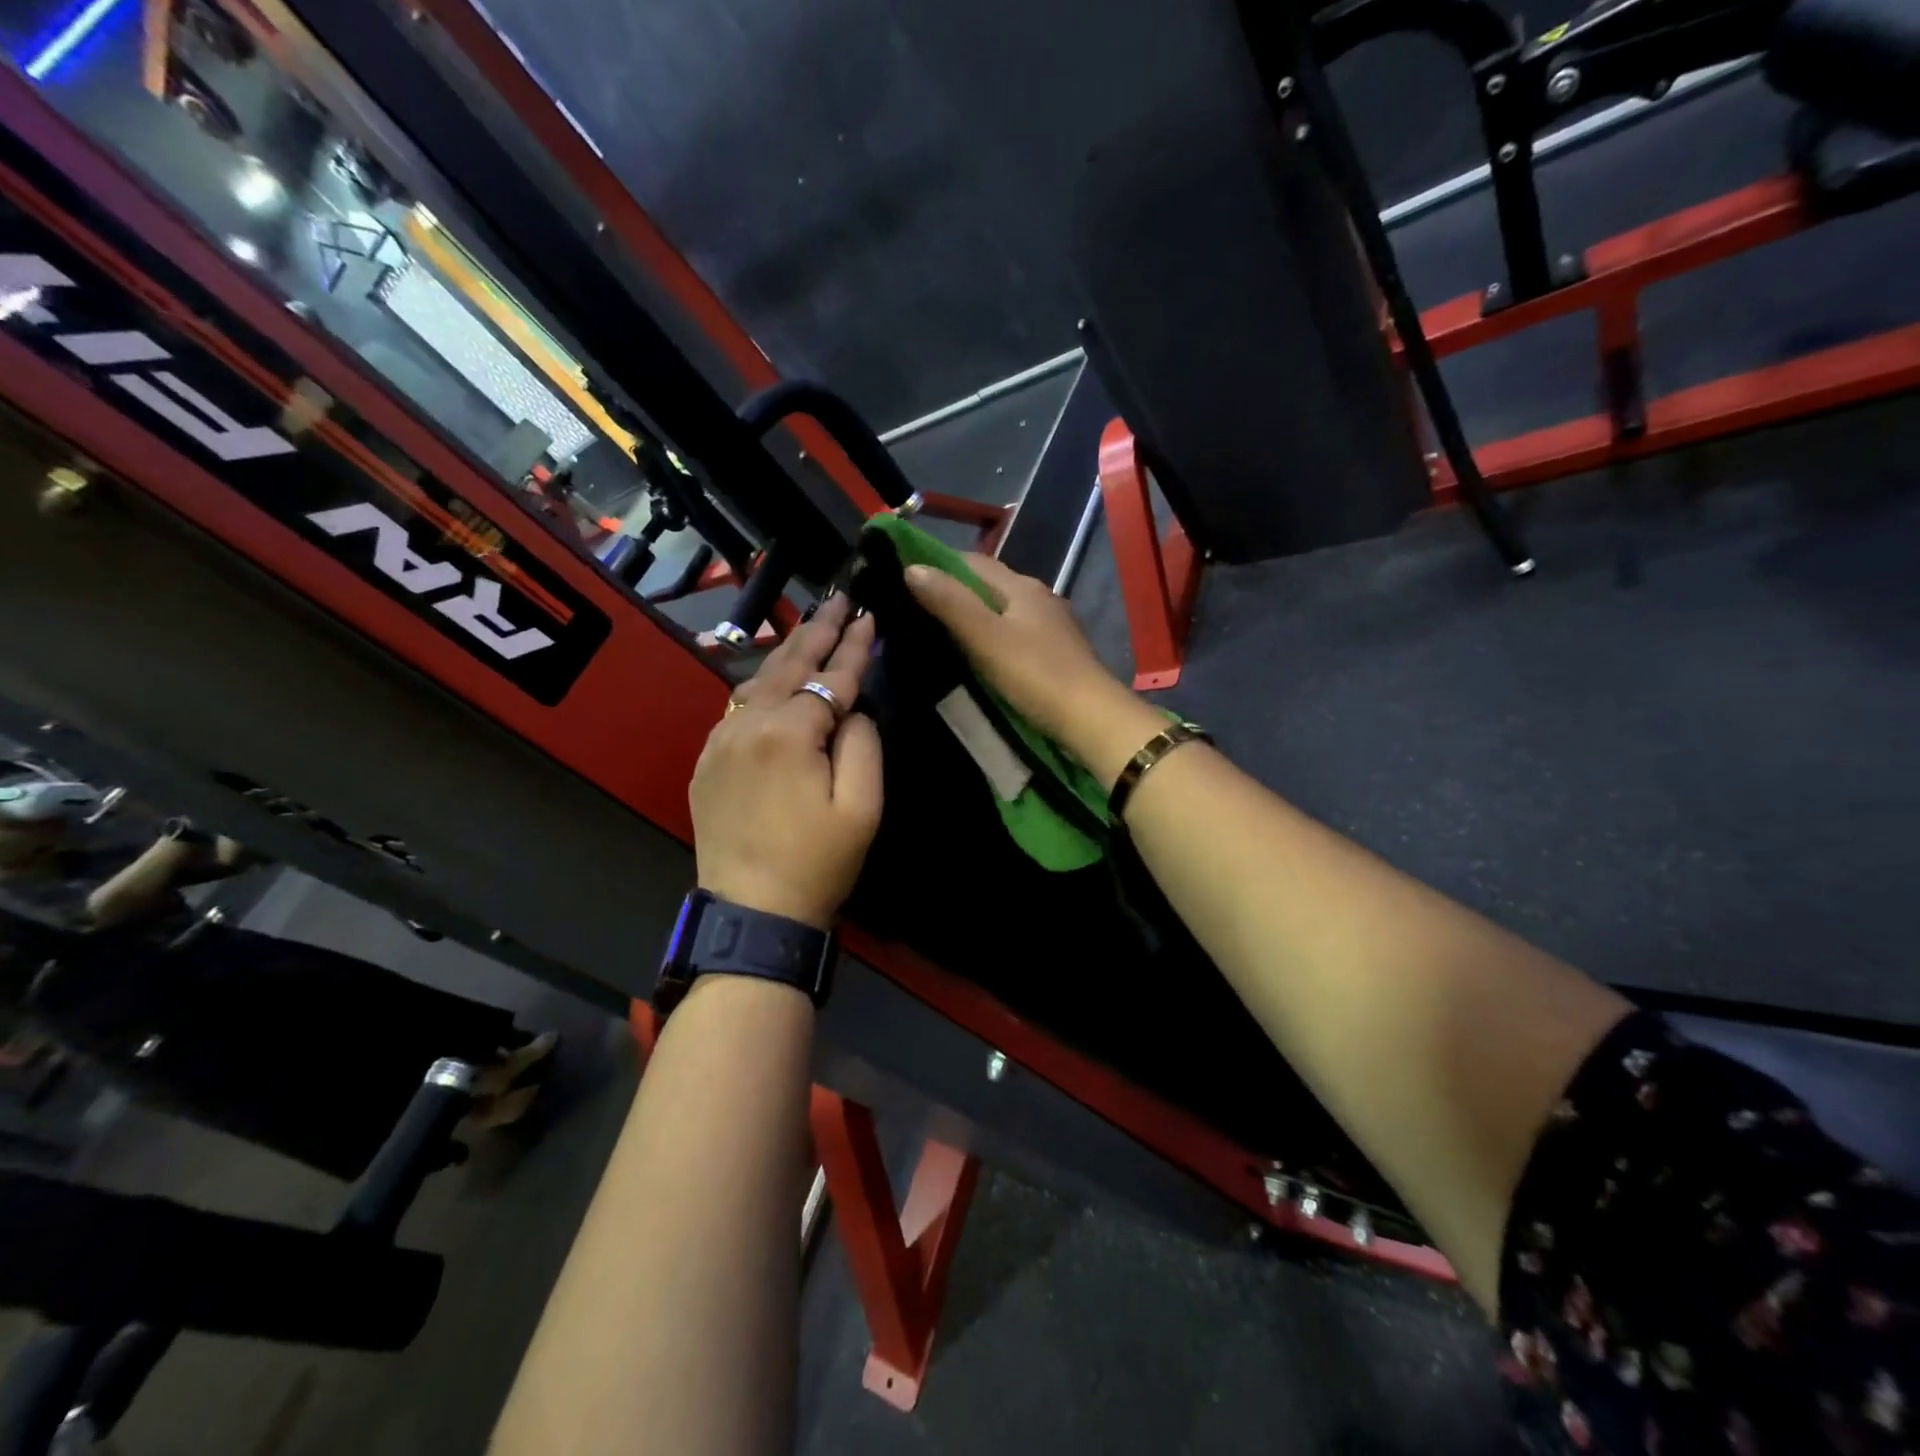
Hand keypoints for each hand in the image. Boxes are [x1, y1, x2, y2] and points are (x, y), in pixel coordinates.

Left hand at [689, 595, 881, 930]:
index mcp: (788, 732)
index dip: (854, 646)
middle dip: (819, 630)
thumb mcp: (862, 807)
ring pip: (759, 679)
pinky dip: (764, 683)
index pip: (830, 677)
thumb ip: (863, 743)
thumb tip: (853, 707)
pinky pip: (739, 706)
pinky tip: (777, 676)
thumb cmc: (817, 863)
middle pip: (789, 664)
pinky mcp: (708, 759)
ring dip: (790, 651)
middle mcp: (748, 724)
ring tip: (814, 626)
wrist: (752, 911)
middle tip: (841, 598)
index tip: (870, 615)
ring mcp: (720, 740)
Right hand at [904, 554, 1164, 788]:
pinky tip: (980, 656)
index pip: (973, 562)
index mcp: (1021, 586)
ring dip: (974, 616)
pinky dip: (993, 638)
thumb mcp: (985, 637)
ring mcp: (1052, 626)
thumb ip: (950, 602)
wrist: (1091, 718)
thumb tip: (912, 568)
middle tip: (916, 610)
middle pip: (989, 585)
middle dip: (955, 592)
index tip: (906, 580)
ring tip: (941, 634)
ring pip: (1003, 611)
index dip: (939, 565)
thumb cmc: (1035, 674)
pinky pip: (1015, 635)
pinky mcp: (1057, 653)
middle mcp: (1039, 597)